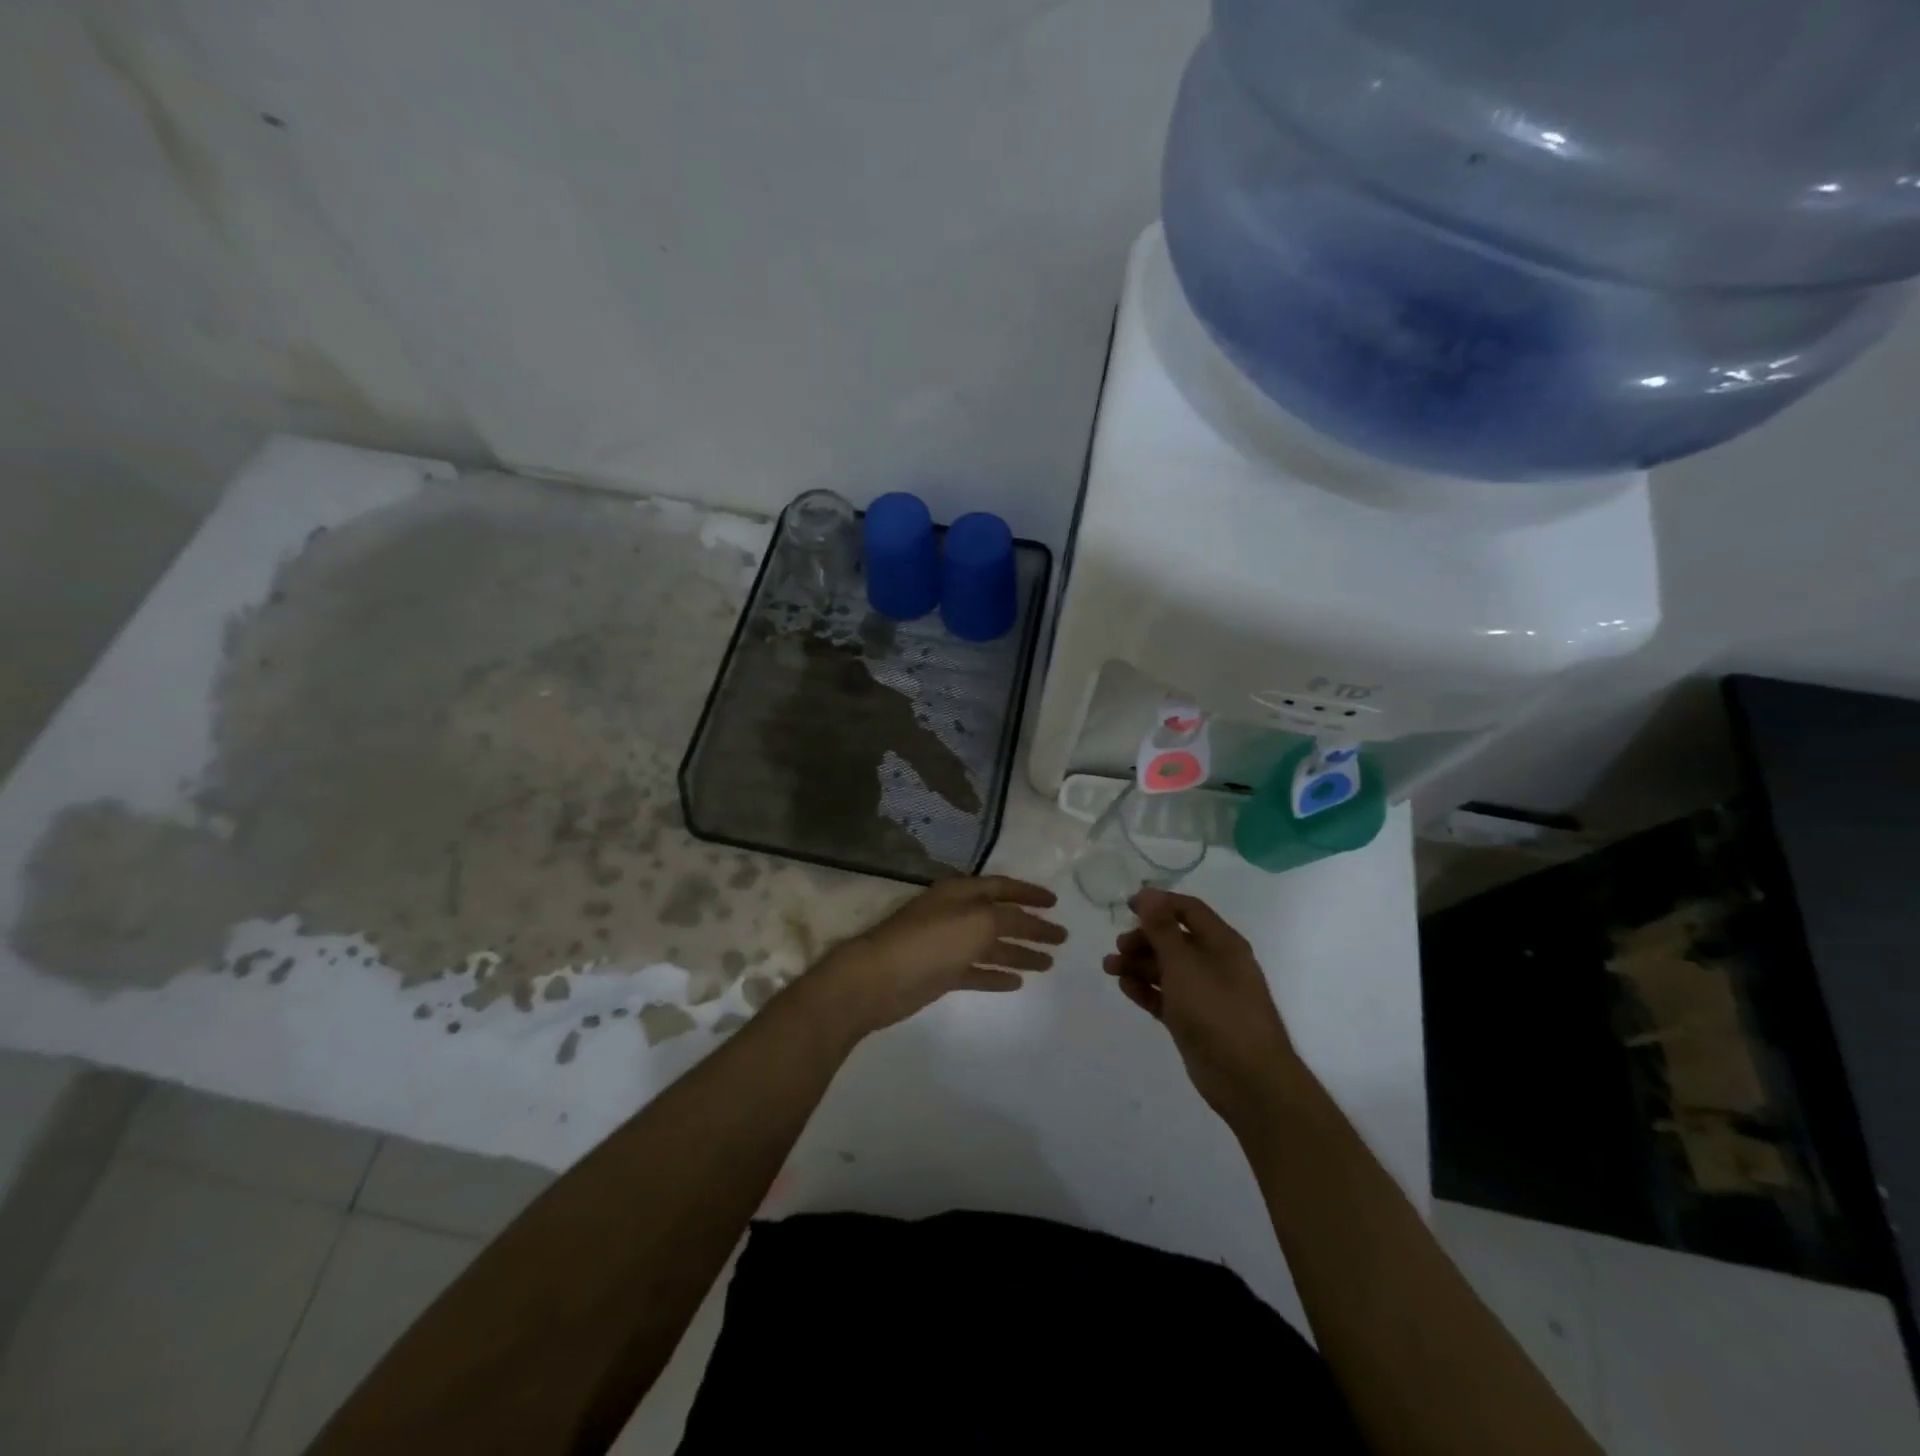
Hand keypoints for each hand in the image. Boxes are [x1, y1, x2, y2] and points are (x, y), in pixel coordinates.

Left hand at [815, 876, 1065, 1035]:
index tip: (1056, 902)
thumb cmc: (929, 942)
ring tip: (1049, 963)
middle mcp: (955, 914)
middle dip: (1031, 927)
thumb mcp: (977, 922)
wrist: (877, 979)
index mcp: (961, 893)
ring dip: (1019, 953)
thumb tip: (1028, 921)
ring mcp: (947, 945)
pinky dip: (996, 975)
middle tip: (1062, 938)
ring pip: (991, 946)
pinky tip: (1018, 982)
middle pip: (1001, 918)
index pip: (1002, 887)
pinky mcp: (940, 974)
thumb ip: (1007, 918)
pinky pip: (976, 971)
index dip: (1029, 893)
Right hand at [1102, 888, 1298, 1134]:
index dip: (1159, 903)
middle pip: (1175, 939)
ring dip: (1139, 964)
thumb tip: (1148, 892)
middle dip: (1144, 938)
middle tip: (1118, 946)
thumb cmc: (1217, 1011)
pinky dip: (1146, 990)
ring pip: (1168, 969)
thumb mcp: (1184, 964)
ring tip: (1109, 968)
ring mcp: (1205, 994)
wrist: (1248, 1080)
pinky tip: (1124, 988)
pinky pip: (1166, 996)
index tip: (1127, 906)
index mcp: (1222, 943)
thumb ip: (1162, 928)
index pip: (1189, 910)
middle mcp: (1216, 964)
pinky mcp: (1195, 1021)